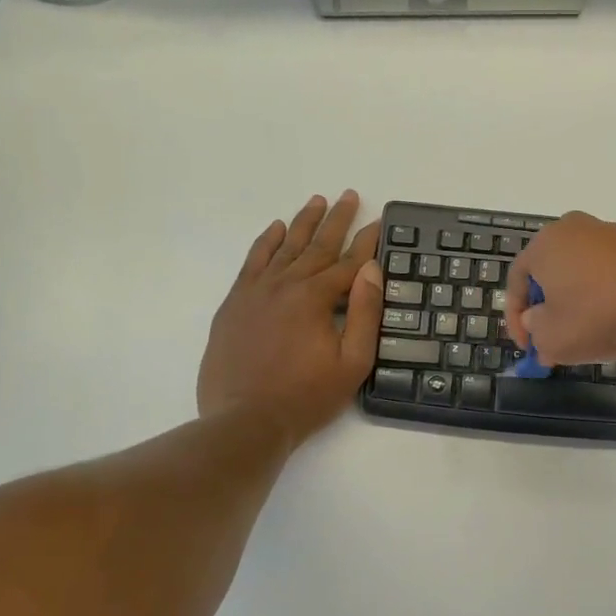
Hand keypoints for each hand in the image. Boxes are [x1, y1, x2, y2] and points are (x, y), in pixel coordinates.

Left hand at [198, 192, 383, 447]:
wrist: (245, 421)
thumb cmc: (307, 396)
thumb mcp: (352, 362)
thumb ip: (365, 313)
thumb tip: (371, 270)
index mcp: (315, 298)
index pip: (349, 262)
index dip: (368, 241)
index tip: (380, 221)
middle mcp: (285, 285)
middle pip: (317, 245)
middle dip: (337, 219)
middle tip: (349, 195)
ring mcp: (256, 292)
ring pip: (284, 247)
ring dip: (303, 223)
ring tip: (317, 200)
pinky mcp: (235, 303)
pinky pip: (252, 262)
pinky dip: (266, 242)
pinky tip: (275, 228)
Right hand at [506, 212, 615, 365]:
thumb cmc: (600, 313)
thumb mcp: (554, 339)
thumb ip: (536, 333)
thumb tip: (537, 321)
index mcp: (545, 244)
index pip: (516, 280)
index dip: (516, 318)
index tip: (528, 348)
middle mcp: (575, 230)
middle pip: (552, 276)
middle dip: (552, 314)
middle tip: (556, 344)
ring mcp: (611, 234)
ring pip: (584, 278)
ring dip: (582, 310)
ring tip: (594, 342)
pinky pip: (614, 277)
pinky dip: (610, 302)